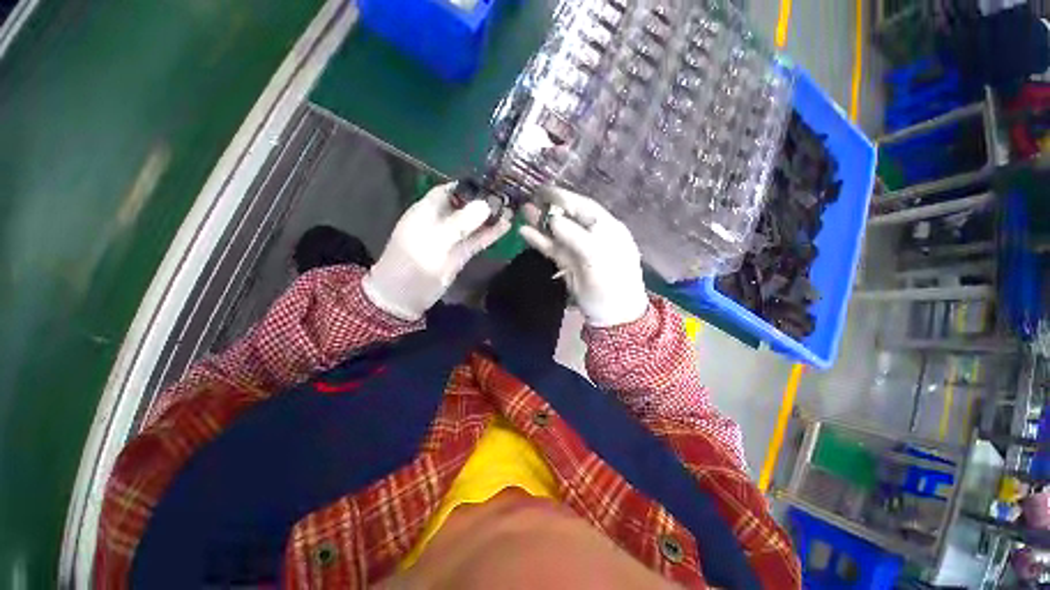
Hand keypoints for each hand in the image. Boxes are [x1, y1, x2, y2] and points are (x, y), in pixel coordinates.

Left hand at [363, 183, 510, 320]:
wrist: (406, 295)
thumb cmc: (412, 263)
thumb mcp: (435, 240)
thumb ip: (460, 223)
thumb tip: (485, 205)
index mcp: (427, 210)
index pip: (449, 190)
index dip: (468, 185)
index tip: (491, 181)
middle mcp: (441, 221)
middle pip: (465, 206)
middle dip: (484, 200)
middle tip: (508, 194)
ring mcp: (452, 238)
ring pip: (474, 224)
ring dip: (491, 217)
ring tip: (512, 208)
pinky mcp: (461, 253)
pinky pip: (477, 240)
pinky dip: (490, 234)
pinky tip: (506, 226)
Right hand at [520, 187, 648, 327]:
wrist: (613, 316)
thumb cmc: (612, 284)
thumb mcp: (597, 258)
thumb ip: (576, 237)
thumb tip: (553, 219)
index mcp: (607, 229)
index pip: (583, 207)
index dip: (564, 197)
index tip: (543, 190)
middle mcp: (593, 236)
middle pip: (569, 217)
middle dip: (549, 208)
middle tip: (529, 199)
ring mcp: (579, 250)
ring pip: (558, 233)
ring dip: (541, 223)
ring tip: (523, 211)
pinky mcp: (568, 264)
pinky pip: (553, 249)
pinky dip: (539, 241)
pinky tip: (525, 232)